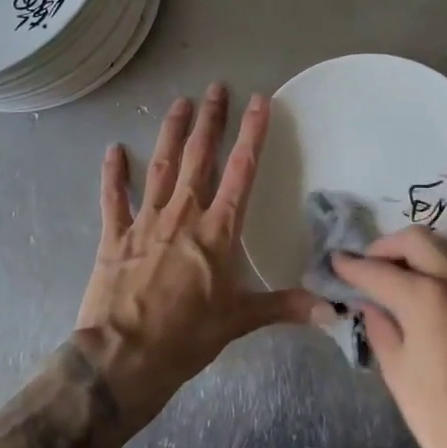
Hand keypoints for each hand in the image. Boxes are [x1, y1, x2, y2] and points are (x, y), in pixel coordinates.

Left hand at [75, 83, 314, 420]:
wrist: (122, 359)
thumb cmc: (186, 338)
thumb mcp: (240, 321)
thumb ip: (285, 306)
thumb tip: (333, 310)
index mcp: (218, 230)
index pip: (241, 170)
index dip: (253, 133)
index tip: (259, 100)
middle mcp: (184, 214)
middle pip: (200, 157)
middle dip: (211, 120)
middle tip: (216, 88)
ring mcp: (146, 221)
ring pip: (161, 166)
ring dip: (172, 133)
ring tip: (180, 103)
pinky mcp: (115, 236)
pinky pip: (114, 198)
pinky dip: (113, 174)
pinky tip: (113, 149)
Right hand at [334, 228, 446, 447]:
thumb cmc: (441, 420)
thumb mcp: (397, 374)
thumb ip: (380, 327)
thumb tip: (369, 303)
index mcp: (427, 298)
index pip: (380, 271)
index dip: (353, 266)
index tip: (335, 262)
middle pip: (416, 240)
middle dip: (385, 247)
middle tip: (366, 266)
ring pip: (441, 250)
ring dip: (413, 254)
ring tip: (391, 277)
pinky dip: (434, 270)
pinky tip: (420, 293)